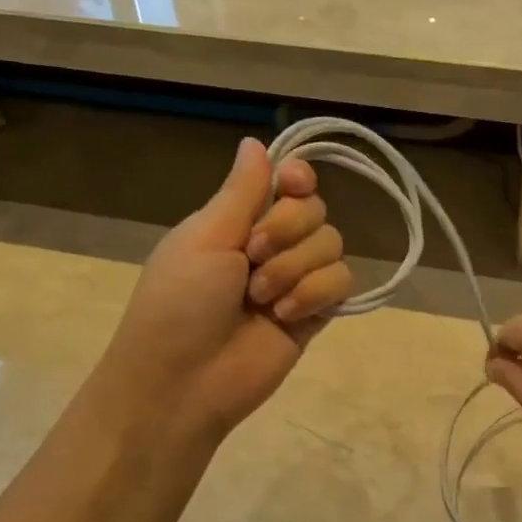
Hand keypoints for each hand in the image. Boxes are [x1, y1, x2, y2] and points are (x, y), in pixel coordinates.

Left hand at [99, 138, 352, 441]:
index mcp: (238, 221)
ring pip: (332, 245)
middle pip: (315, 210)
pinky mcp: (315, 314)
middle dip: (288, 230)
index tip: (293, 184)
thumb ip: (241, 191)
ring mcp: (295, 281)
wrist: (183, 381)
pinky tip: (285, 316)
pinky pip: (342, 282)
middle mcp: (272, 245)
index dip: (298, 178)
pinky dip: (316, 294)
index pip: (288, 183)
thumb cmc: (179, 302)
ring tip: (262, 299)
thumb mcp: (204, 237)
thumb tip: (254, 141)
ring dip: (296, 268)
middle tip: (252, 258)